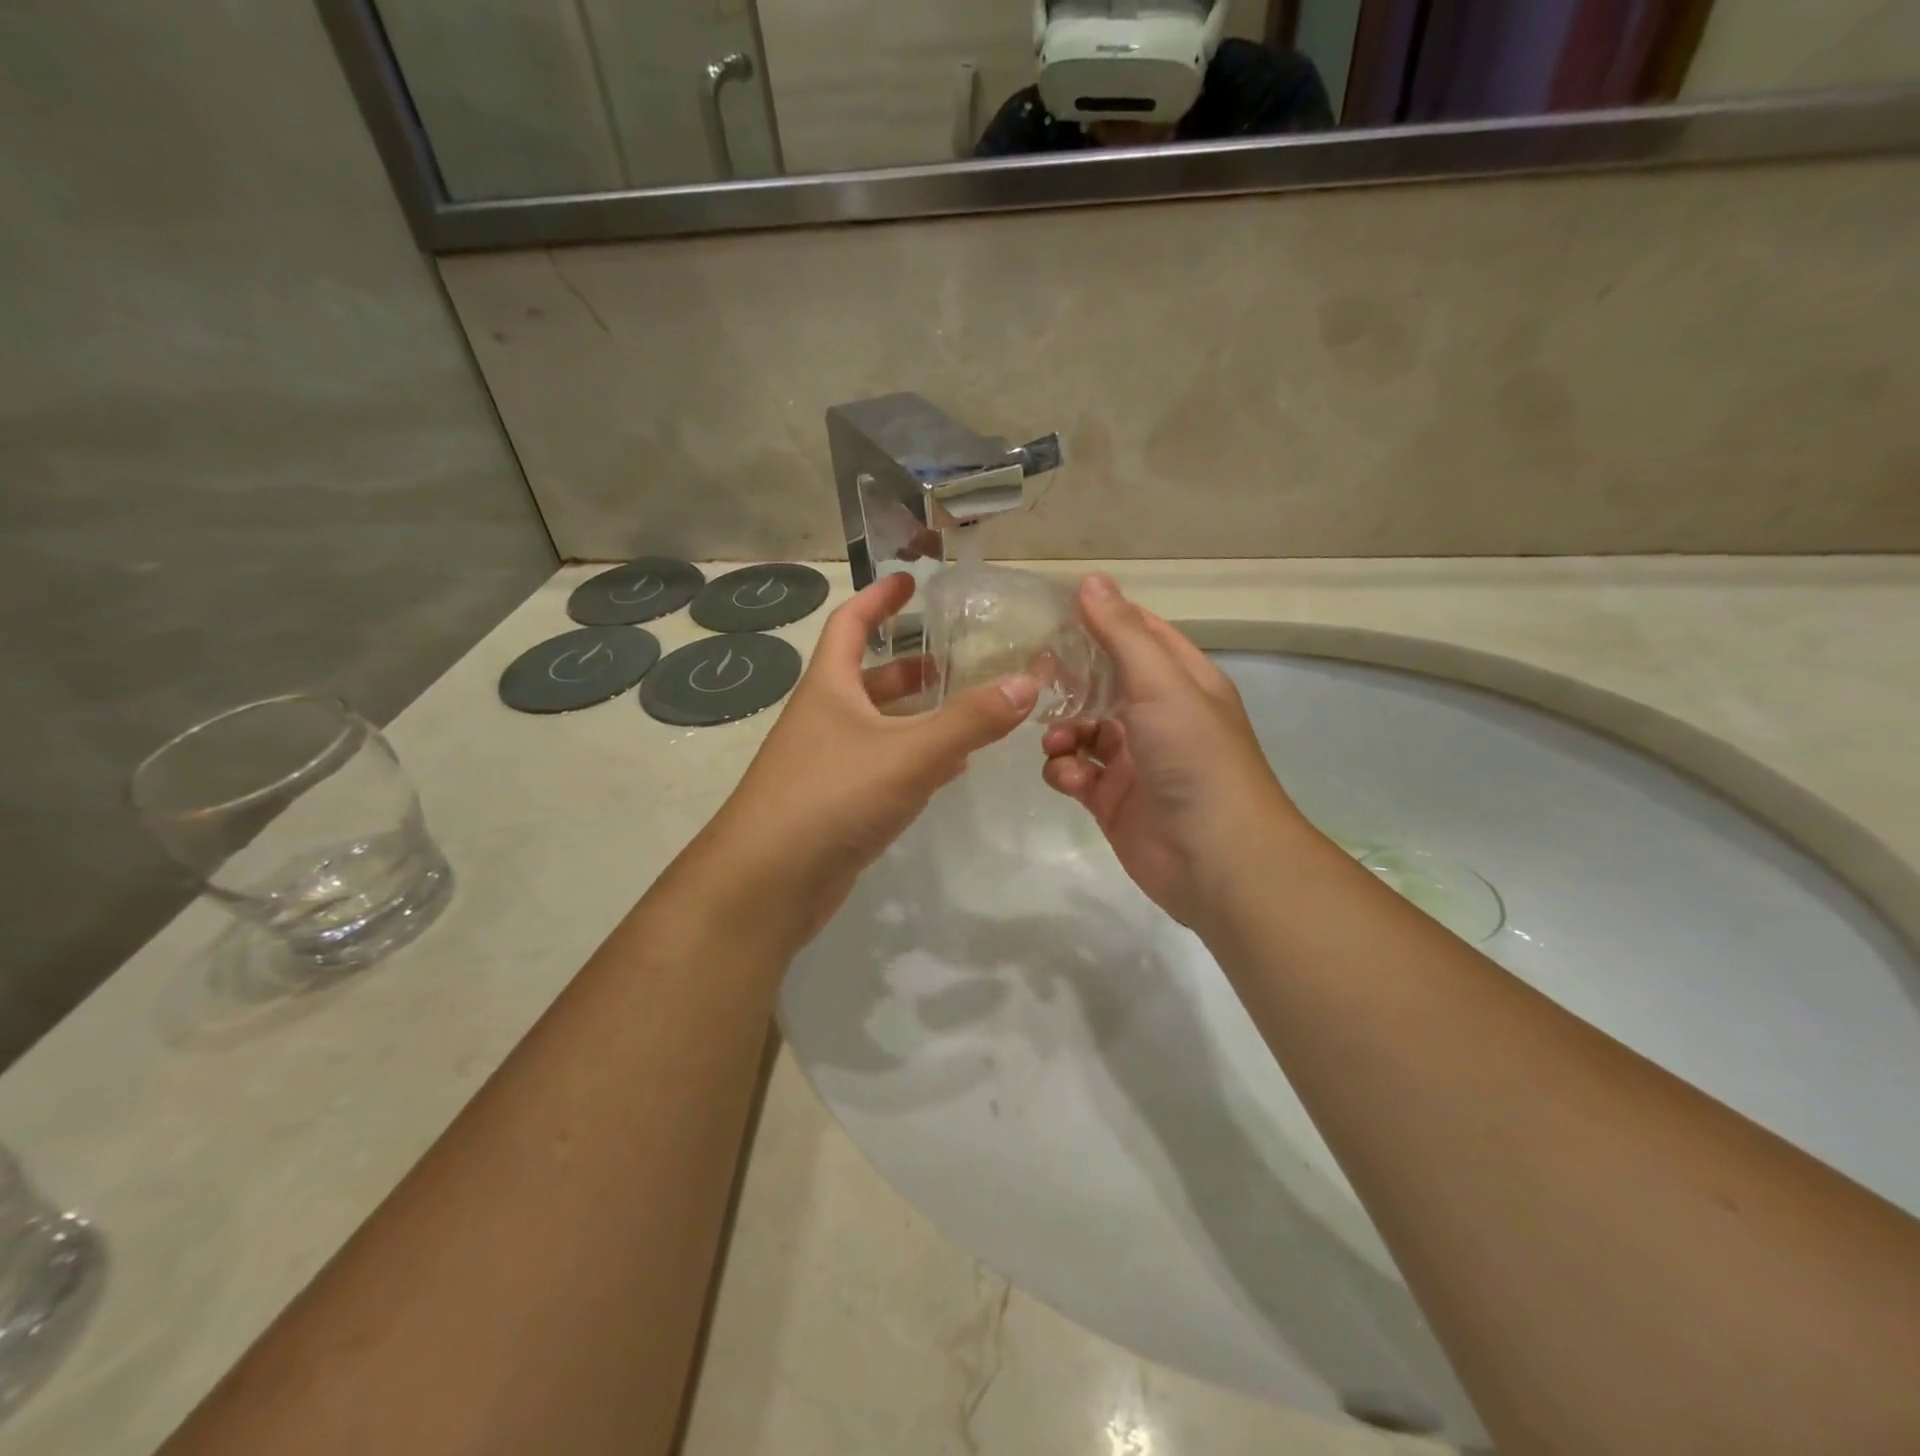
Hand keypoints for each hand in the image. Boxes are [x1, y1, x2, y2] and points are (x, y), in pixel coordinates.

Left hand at [698, 572, 1037, 943]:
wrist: (767, 883)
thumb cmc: (831, 797)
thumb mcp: (908, 752)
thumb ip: (969, 720)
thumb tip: (1027, 683)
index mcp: (829, 688)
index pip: (849, 623)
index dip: (878, 598)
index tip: (908, 579)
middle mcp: (824, 719)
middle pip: (868, 678)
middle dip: (909, 665)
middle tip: (956, 658)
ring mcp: (826, 764)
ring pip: (878, 726)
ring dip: (916, 715)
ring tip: (965, 709)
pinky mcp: (836, 805)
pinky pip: (881, 768)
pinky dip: (914, 760)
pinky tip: (948, 770)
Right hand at [1041, 575, 1306, 927]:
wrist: (1215, 858)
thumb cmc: (1194, 757)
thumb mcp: (1161, 684)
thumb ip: (1122, 634)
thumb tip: (1090, 581)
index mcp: (1181, 681)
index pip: (1138, 634)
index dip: (1099, 620)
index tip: (1052, 612)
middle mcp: (1158, 716)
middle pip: (1103, 682)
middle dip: (1069, 679)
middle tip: (1033, 675)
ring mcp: (1134, 760)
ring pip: (1083, 729)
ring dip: (1062, 731)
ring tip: (1057, 742)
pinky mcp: (1112, 799)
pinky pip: (1076, 772)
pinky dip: (1065, 771)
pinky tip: (1069, 778)